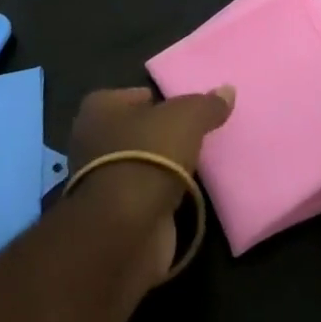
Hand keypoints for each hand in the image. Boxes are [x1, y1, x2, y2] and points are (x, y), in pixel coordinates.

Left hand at [66, 85, 233, 286]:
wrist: (127, 230)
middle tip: (196, 134)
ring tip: (198, 163)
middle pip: (139, 130)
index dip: (162, 99)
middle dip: (163, 134)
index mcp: (100, 107)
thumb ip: (207, 104)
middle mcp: (92, 140)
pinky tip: (187, 193)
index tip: (187, 109)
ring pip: (142, 163)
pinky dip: (163, 195)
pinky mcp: (114, 215)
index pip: (137, 95)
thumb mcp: (187, 118)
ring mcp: (102, 181)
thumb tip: (228, 90)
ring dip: (164, 167)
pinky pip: (147, 195)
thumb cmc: (149, 155)